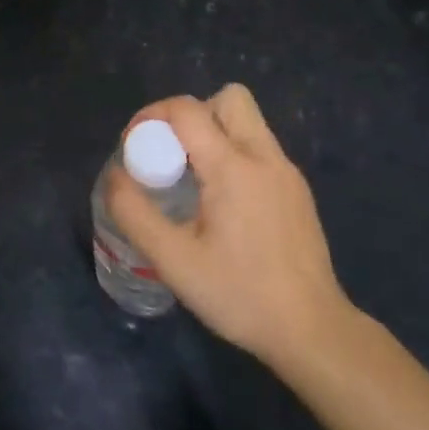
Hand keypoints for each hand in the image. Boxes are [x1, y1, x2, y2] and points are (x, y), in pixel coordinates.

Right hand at [106, 84, 359, 377]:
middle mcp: (264, 157)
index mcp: (233, 167)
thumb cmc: (239, 295)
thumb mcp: (174, 260)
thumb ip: (135, 213)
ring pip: (247, 121)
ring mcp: (287, 172)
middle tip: (169, 154)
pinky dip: (233, 155)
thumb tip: (116, 175)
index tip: (134, 146)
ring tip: (192, 179)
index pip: (187, 109)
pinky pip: (259, 149)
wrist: (312, 331)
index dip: (152, 115)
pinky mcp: (297, 191)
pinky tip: (222, 204)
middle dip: (191, 114)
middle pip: (228, 98)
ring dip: (213, 132)